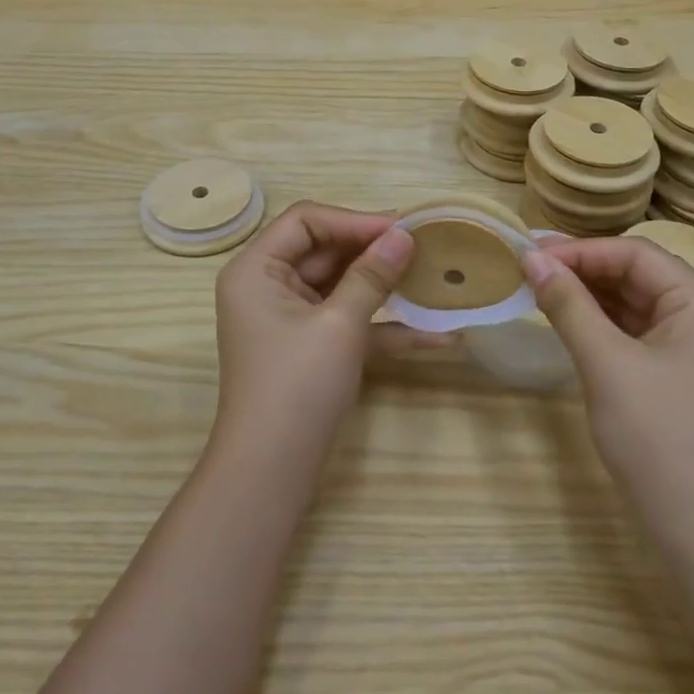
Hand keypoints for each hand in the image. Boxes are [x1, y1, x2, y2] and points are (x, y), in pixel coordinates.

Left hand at [212, 202, 415, 464]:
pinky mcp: (311, 348)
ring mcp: (290, 319)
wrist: (271, 473)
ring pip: (340, 285)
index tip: (402, 228)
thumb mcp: (338, 324)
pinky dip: (384, 326)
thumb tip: (404, 234)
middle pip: (324, 249)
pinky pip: (347, 322)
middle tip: (425, 246)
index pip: (305, 220)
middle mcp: (268, 286)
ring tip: (434, 276)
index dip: (354, 220)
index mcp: (256, 269)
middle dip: (374, 250)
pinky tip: (437, 336)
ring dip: (384, 285)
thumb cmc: (296, 386)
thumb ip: (372, 275)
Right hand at [523, 237, 693, 527]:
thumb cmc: (657, 438)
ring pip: (638, 303)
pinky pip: (642, 332)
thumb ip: (568, 304)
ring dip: (591, 296)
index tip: (530, 253)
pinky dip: (605, 324)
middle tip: (528, 268)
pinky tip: (570, 320)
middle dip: (584, 270)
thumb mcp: (606, 364)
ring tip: (540, 289)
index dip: (581, 250)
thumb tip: (530, 258)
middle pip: (640, 275)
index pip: (637, 254)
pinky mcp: (688, 373)